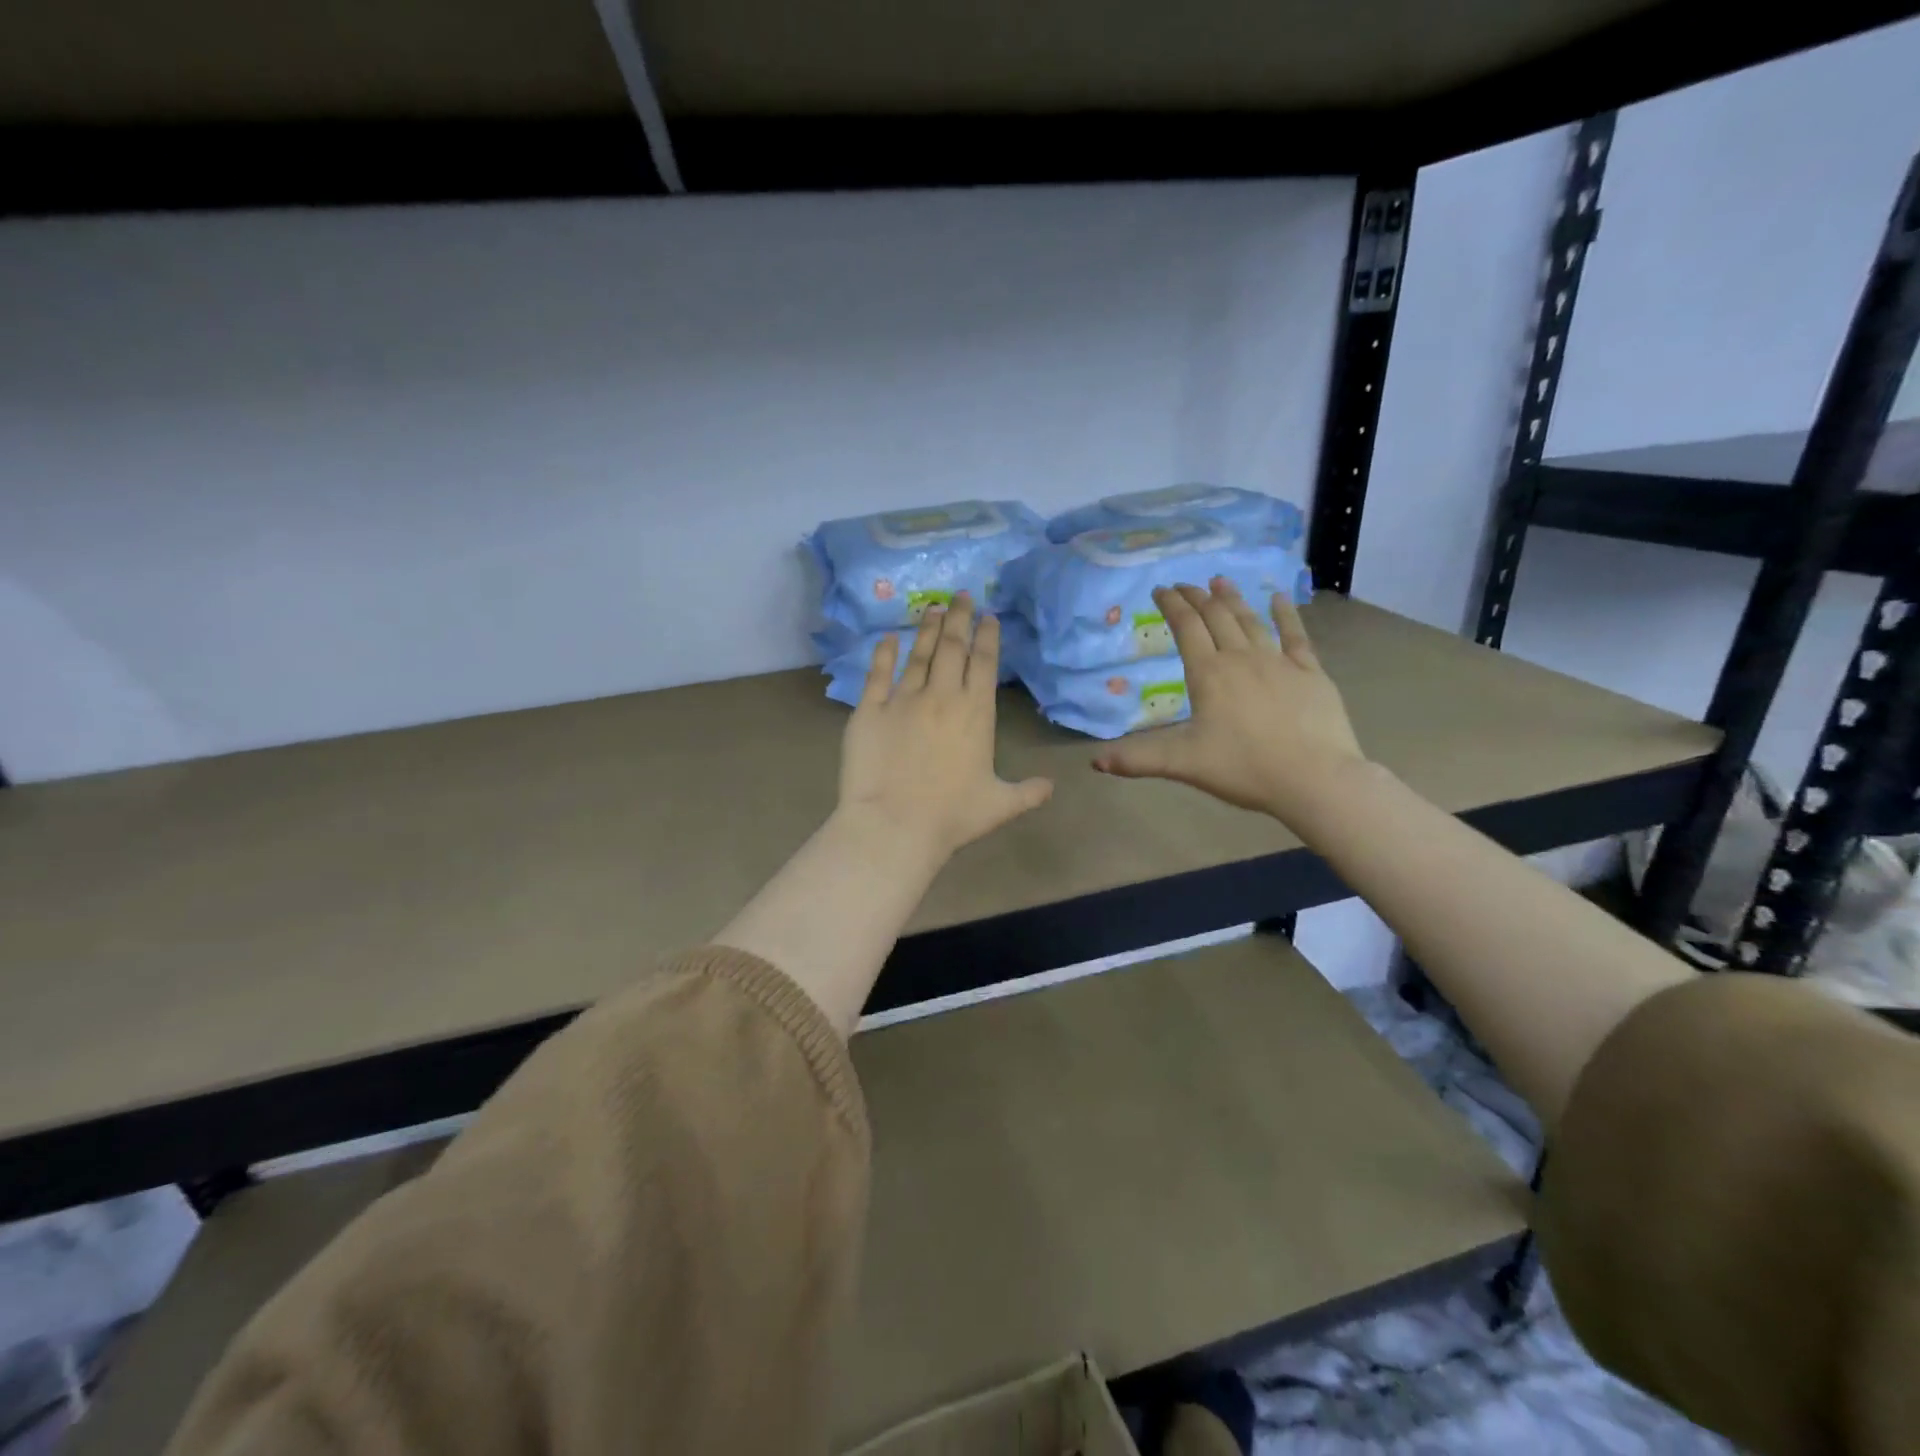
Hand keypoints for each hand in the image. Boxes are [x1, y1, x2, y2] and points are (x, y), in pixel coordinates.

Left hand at [839, 592, 1053, 866]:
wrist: (894, 825)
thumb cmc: (951, 816)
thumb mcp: (1000, 805)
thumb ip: (1028, 792)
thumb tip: (1052, 787)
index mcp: (975, 712)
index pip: (984, 663)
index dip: (987, 636)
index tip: (987, 615)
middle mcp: (942, 696)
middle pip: (952, 646)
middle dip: (959, 617)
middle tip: (960, 595)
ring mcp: (903, 699)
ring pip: (918, 654)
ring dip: (927, 628)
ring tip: (932, 607)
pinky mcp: (869, 709)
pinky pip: (877, 673)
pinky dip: (882, 653)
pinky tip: (887, 637)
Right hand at [1092, 578, 1364, 823]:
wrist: (1315, 778)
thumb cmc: (1244, 768)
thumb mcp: (1183, 764)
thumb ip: (1138, 759)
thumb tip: (1095, 763)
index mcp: (1209, 674)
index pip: (1186, 628)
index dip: (1171, 605)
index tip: (1160, 590)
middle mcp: (1242, 658)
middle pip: (1216, 617)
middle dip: (1197, 597)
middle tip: (1184, 584)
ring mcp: (1279, 661)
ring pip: (1251, 620)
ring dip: (1232, 598)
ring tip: (1219, 581)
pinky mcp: (1310, 672)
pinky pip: (1295, 635)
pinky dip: (1284, 614)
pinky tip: (1277, 598)